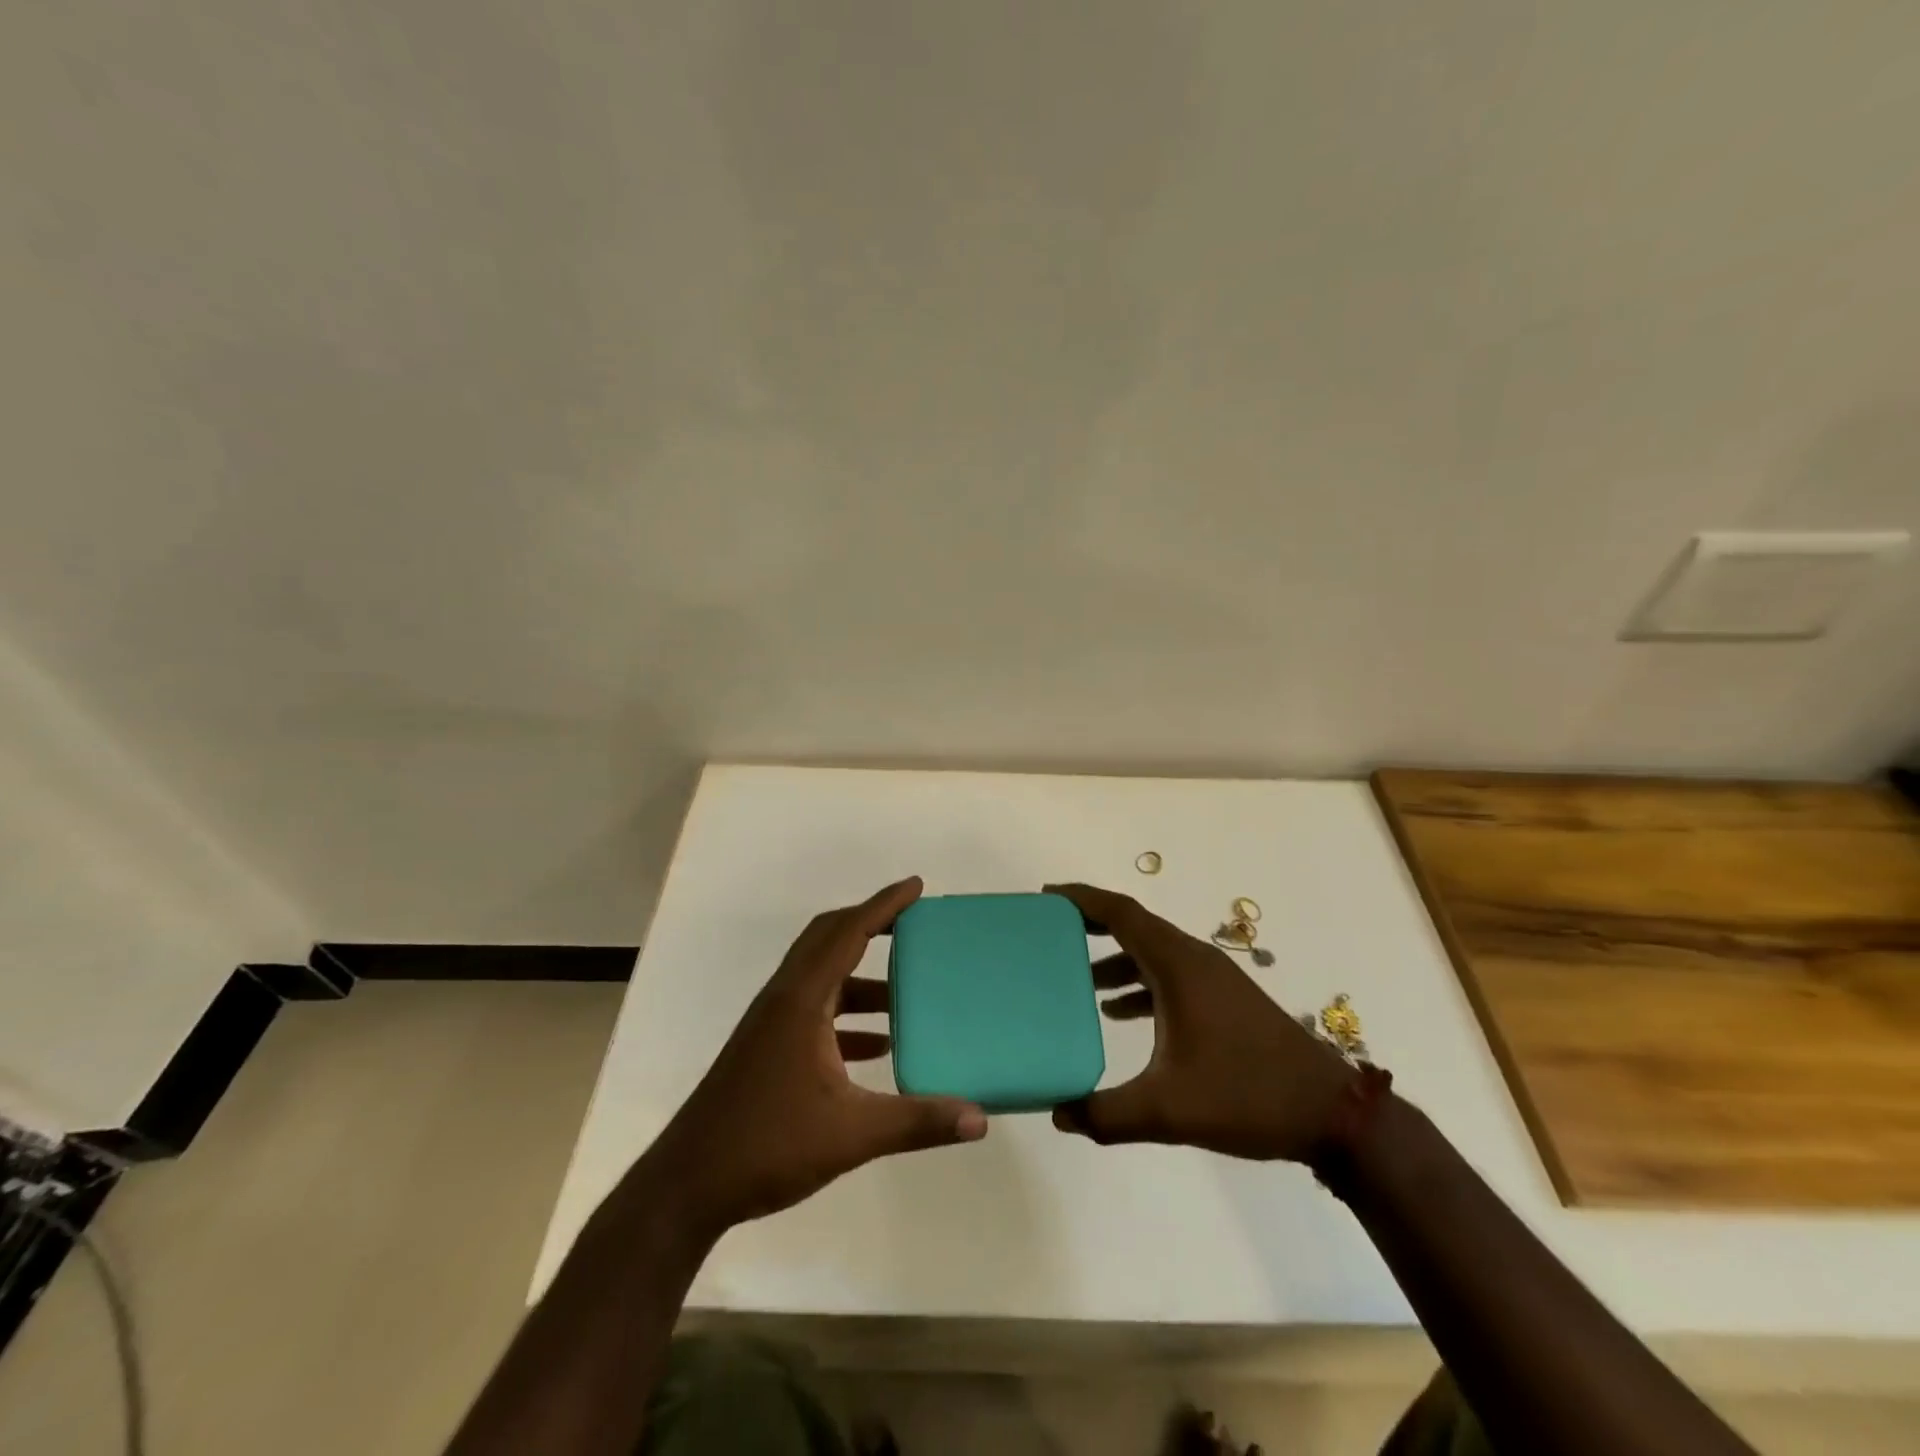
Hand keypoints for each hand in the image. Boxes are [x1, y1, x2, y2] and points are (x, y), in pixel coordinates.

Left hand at [644, 877, 986, 1236]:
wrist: (688, 1184)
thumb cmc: (768, 1145)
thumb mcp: (852, 1135)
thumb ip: (918, 1122)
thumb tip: (980, 1119)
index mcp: (802, 1000)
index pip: (847, 933)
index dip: (883, 905)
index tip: (915, 887)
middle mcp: (785, 999)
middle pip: (828, 939)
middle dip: (870, 924)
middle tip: (912, 924)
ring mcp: (773, 1024)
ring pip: (822, 977)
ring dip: (861, 976)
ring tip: (906, 991)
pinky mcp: (769, 1048)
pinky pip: (815, 1011)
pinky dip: (847, 1014)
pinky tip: (877, 1045)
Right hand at [1045, 882, 1355, 1161]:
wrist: (1330, 1113)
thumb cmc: (1246, 1095)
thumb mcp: (1168, 1110)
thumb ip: (1107, 1114)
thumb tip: (1057, 1114)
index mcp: (1178, 965)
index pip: (1121, 913)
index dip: (1081, 900)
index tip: (1046, 898)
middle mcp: (1193, 959)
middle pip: (1133, 925)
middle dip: (1090, 926)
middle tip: (1050, 934)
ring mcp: (1212, 979)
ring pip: (1152, 952)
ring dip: (1114, 959)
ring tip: (1077, 980)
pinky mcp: (1224, 1000)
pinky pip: (1169, 975)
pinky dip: (1139, 983)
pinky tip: (1119, 1014)